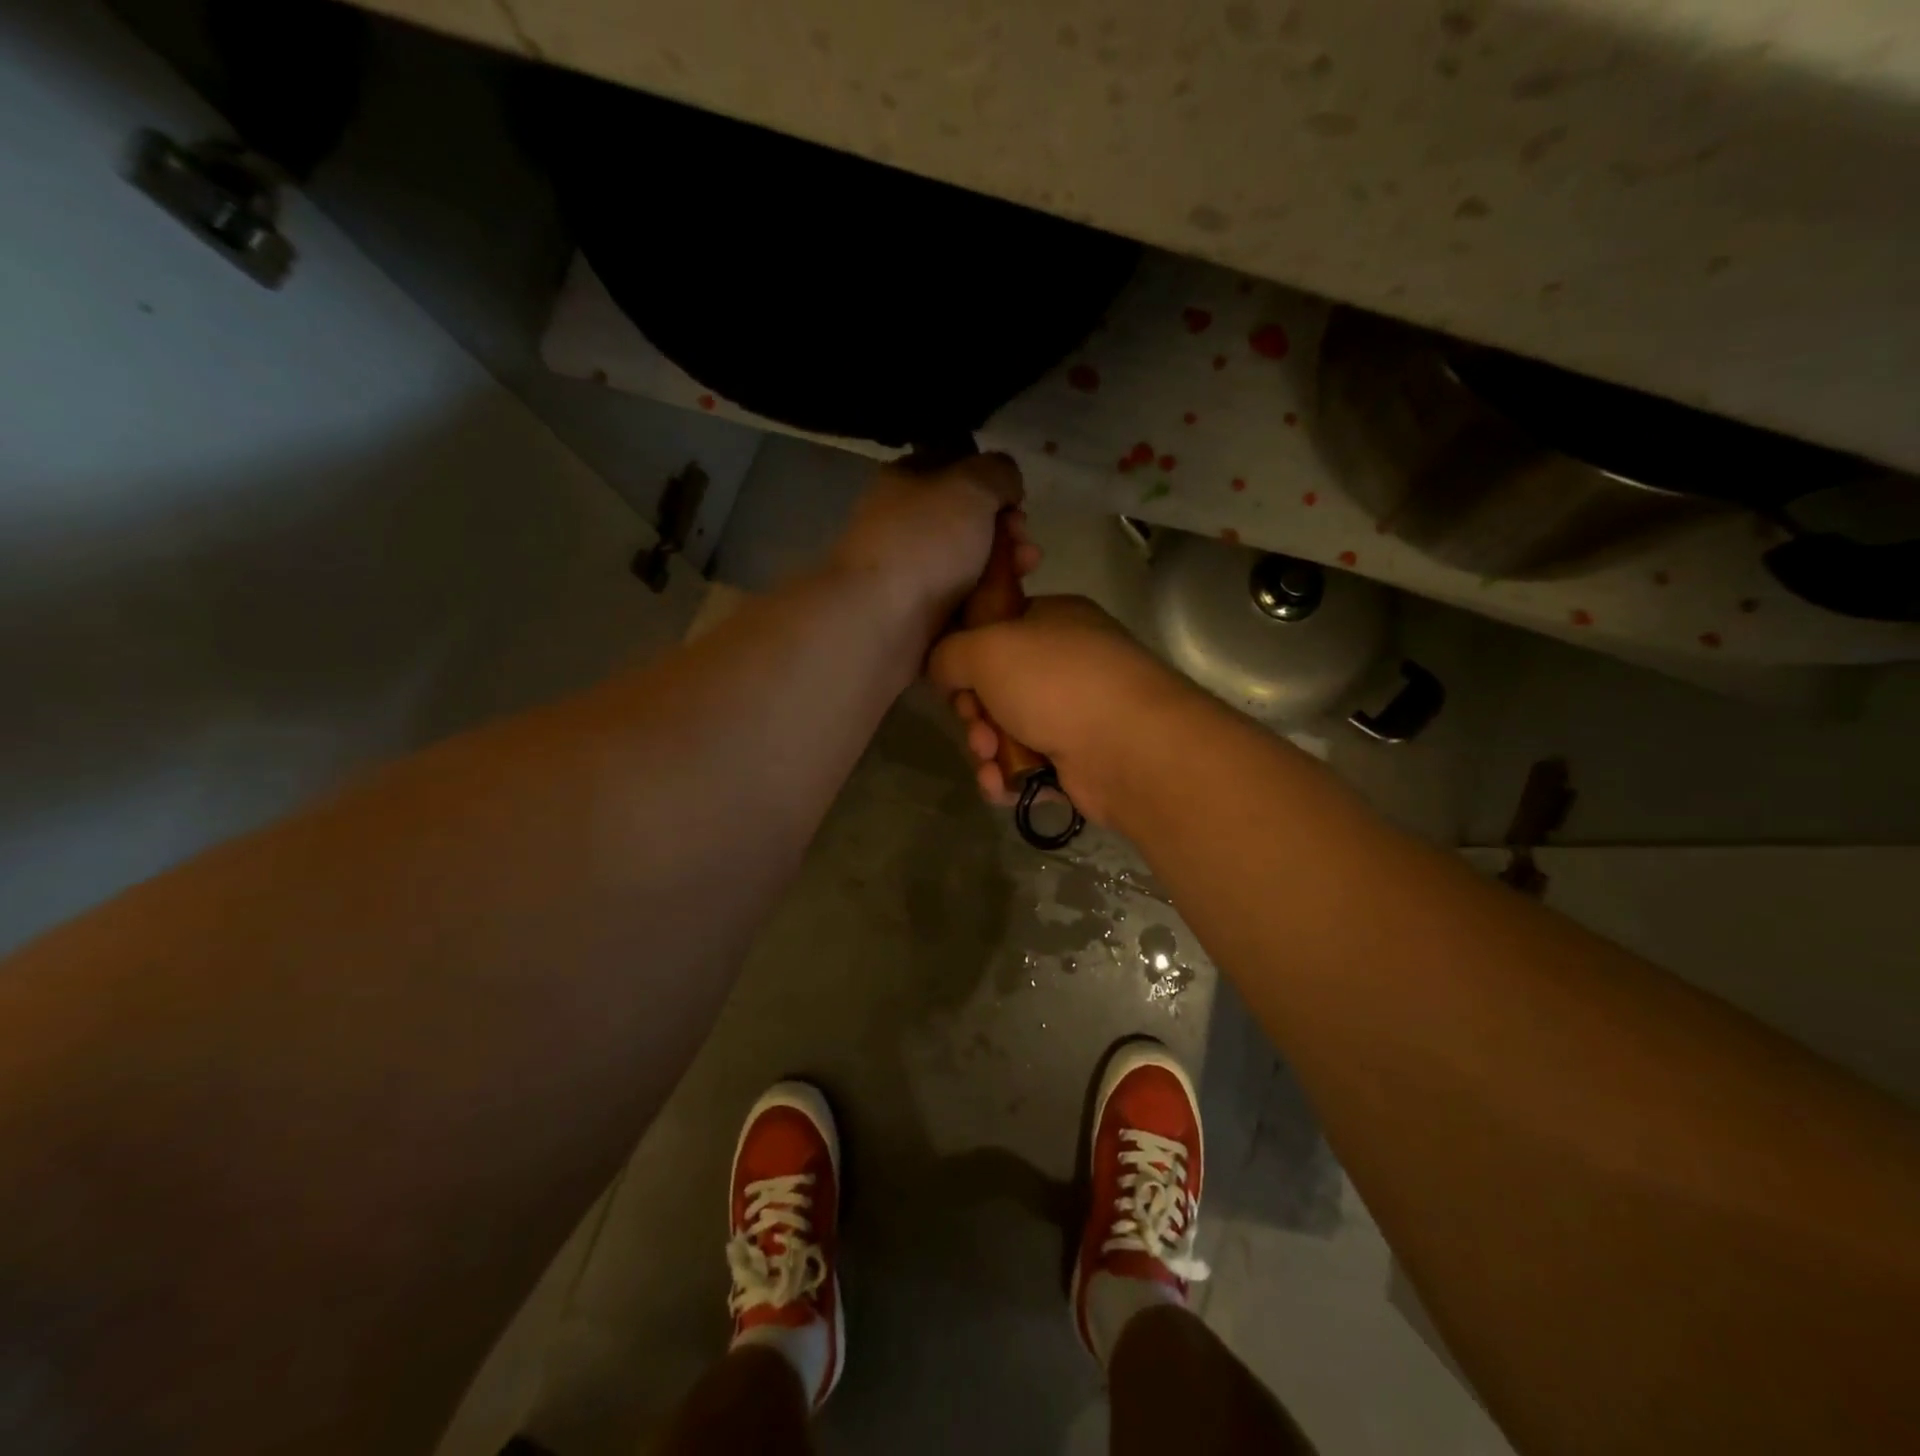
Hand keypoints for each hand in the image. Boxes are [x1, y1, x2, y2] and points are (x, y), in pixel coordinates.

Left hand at [830, 453, 1032, 633]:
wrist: (878, 625)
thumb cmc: (924, 544)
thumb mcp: (970, 487)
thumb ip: (997, 472)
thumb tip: (1006, 483)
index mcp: (906, 482)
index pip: (956, 467)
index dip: (993, 480)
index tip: (1017, 500)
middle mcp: (905, 524)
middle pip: (969, 521)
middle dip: (1006, 531)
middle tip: (1025, 546)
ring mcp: (910, 572)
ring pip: (970, 564)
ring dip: (1003, 568)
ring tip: (1024, 574)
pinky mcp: (917, 616)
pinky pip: (962, 603)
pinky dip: (985, 603)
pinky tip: (1003, 606)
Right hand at [928, 595, 1193, 824]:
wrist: (1129, 748)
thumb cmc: (1057, 682)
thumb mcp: (986, 649)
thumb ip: (949, 653)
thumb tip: (942, 669)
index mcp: (1054, 621)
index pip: (997, 629)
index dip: (968, 654)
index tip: (955, 676)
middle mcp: (1067, 664)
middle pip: (995, 688)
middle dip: (974, 712)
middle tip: (976, 724)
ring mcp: (1075, 714)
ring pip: (1006, 731)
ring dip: (986, 748)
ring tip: (991, 758)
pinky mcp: (1078, 761)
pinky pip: (1025, 766)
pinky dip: (1007, 776)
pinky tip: (1001, 785)